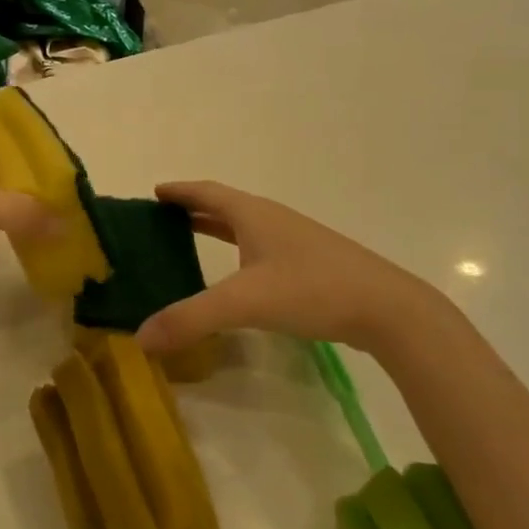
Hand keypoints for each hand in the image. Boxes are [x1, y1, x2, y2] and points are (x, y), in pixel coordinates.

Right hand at [135, 182, 450, 358]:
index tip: (154, 191)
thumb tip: (140, 337)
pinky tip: (238, 274)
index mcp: (253, 214)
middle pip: (224, 205)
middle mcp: (272, 219)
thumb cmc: (311, 290)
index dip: (180, 191)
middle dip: (193, 208)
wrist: (388, 308)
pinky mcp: (311, 264)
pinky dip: (237, 250)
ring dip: (216, 227)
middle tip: (161, 218)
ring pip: (245, 226)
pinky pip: (261, 247)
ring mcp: (295, 241)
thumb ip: (191, 319)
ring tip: (189, 240)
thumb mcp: (245, 303)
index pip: (207, 192)